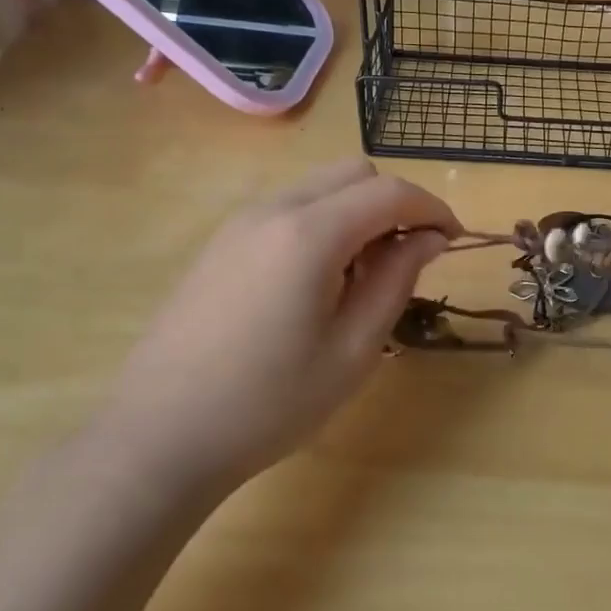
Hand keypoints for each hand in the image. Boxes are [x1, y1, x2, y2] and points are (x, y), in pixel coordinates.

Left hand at [105, 159, 459, 493]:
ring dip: (357, 211)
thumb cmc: (269, 403)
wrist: (158, 437)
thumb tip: (428, 238)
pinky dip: (322, 222)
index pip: (390, 191)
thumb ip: (397, 280)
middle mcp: (273, 209)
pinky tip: (316, 280)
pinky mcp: (221, 242)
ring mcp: (240, 222)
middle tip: (407, 257)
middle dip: (394, 202)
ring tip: (362, 274)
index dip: (432, 208)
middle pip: (354, 173)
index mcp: (309, 234)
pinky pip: (289, 208)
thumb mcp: (353, 349)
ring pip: (320, 186)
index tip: (452, 240)